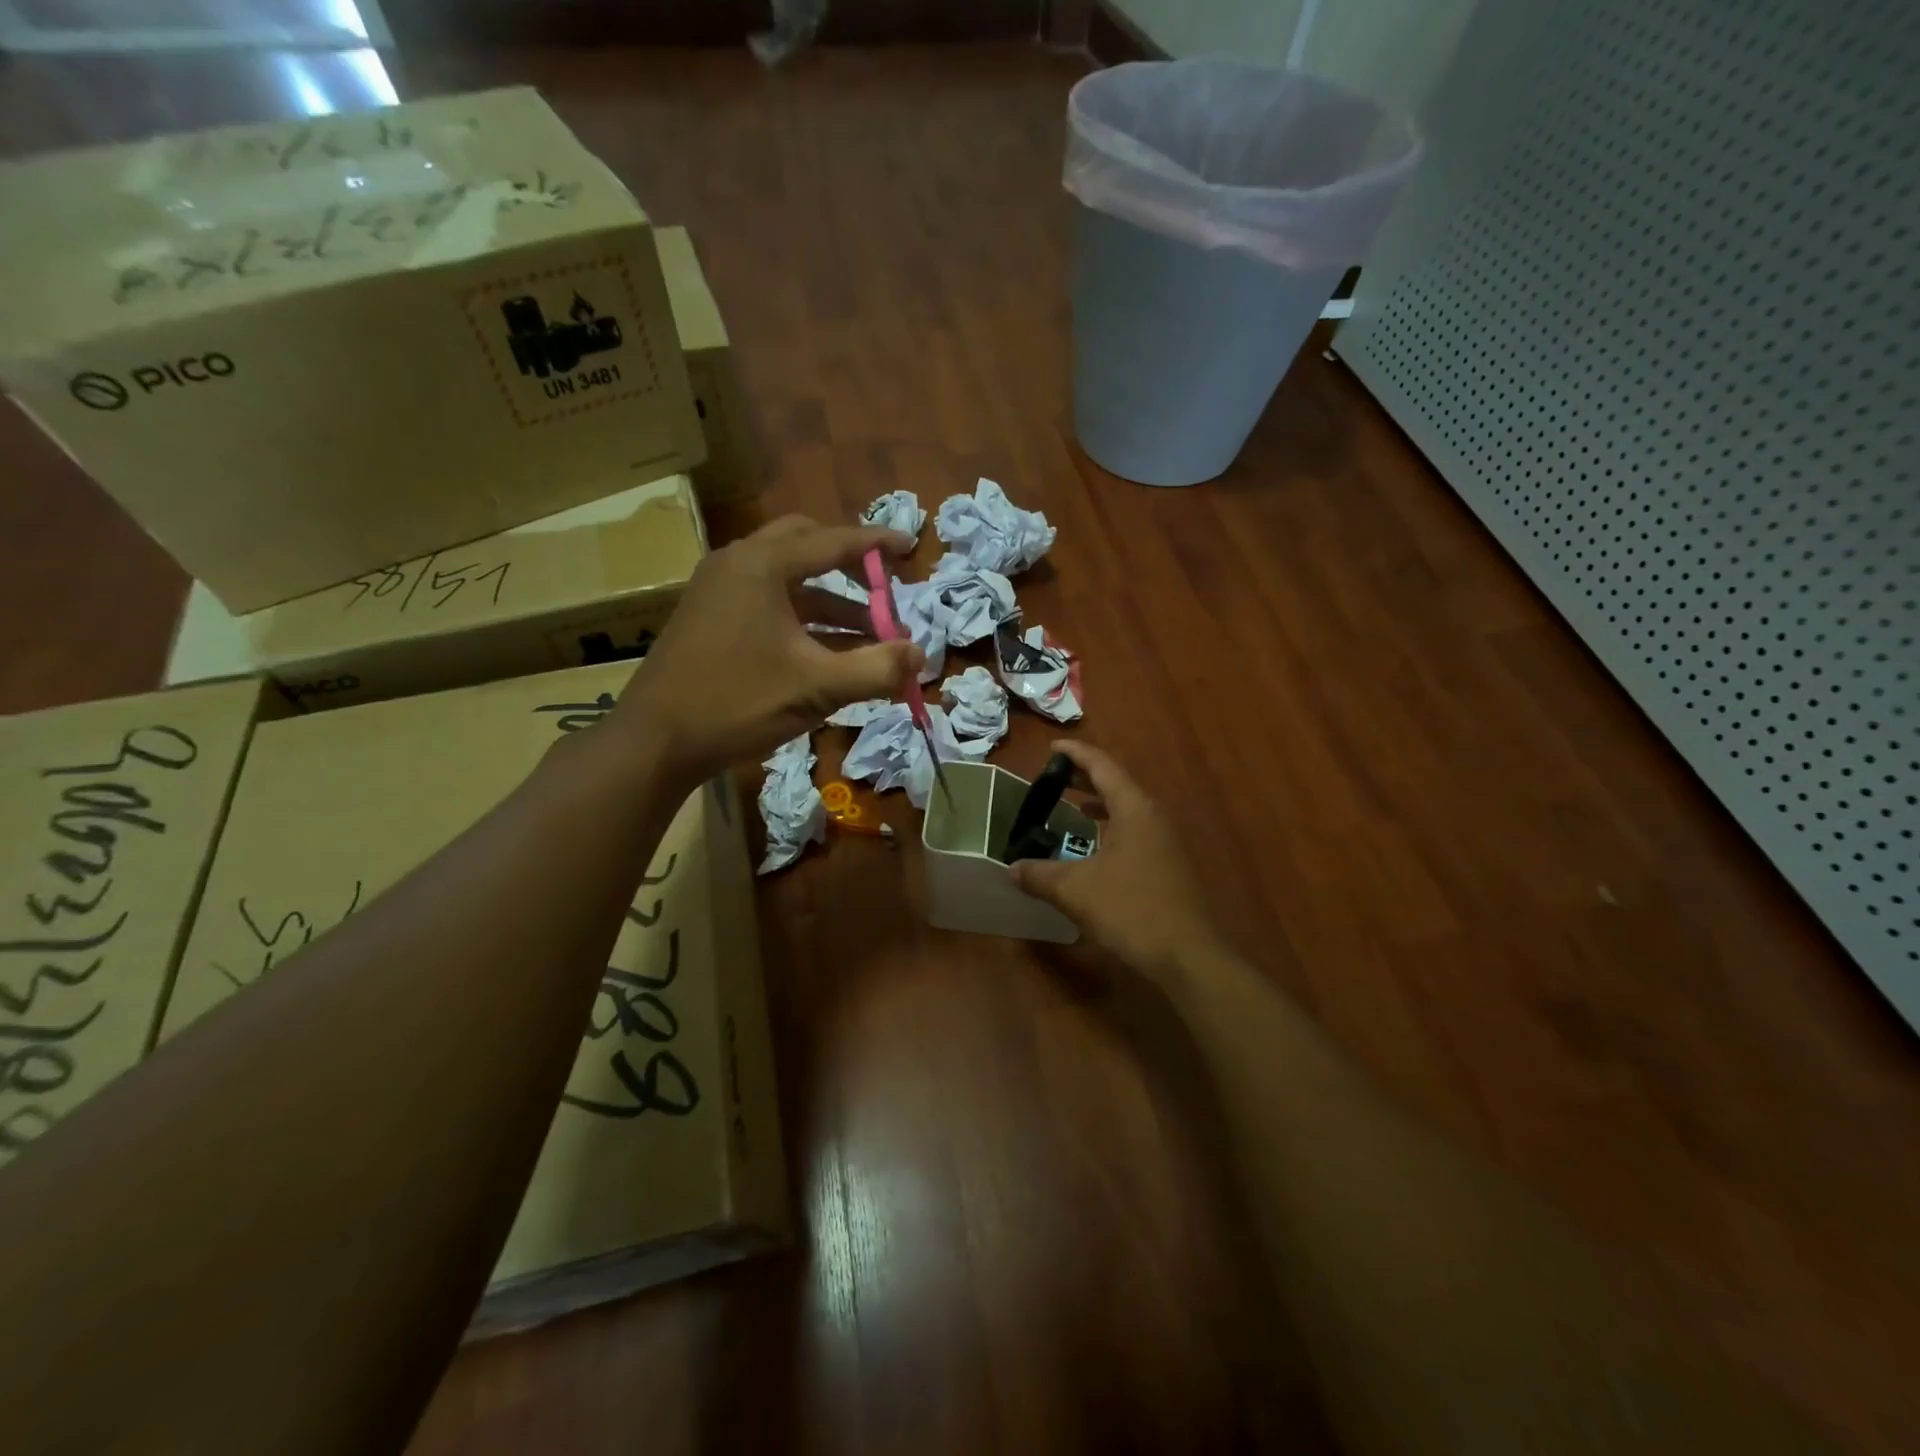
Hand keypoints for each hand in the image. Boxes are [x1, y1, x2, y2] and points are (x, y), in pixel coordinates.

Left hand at [611, 515, 921, 785]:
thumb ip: (876, 668)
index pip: (833, 541)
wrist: (655, 741)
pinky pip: (767, 601)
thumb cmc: (737, 703)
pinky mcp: (708, 616)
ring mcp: (717, 589)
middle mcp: (737, 563)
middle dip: (848, 565)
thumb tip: (921, 655)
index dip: (877, 544)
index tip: (910, 546)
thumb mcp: (817, 687)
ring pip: (786, 579)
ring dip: (829, 600)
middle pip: (804, 545)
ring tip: (868, 635)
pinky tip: (826, 651)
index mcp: (762, 565)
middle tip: (881, 587)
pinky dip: (801, 617)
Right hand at [1010, 742, 1219, 978]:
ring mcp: (1165, 842)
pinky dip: (1111, 828)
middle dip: (1085, 778)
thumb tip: (1012, 869)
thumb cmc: (1131, 910)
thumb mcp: (1075, 890)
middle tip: (1054, 776)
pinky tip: (1095, 848)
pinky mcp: (1168, 866)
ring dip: (1100, 804)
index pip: (1102, 767)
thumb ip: (1039, 875)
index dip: (1076, 754)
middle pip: (1117, 785)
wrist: (1188, 956)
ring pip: (1127, 810)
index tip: (1052, 748)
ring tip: (1072, 806)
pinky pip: (1134, 832)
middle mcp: (1153, 817)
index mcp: (1134, 809)